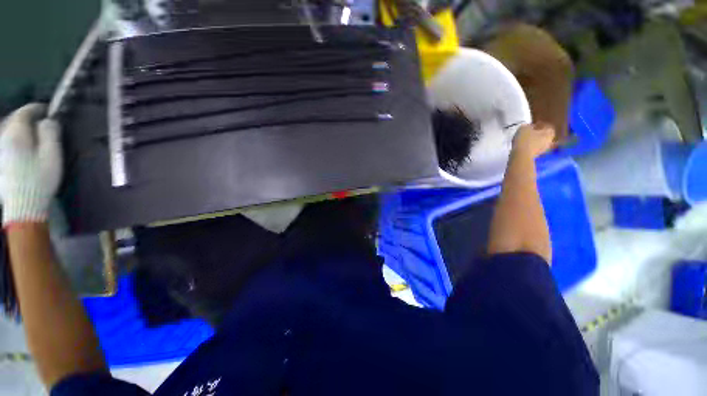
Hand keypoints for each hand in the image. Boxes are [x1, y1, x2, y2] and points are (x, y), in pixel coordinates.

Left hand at [0, 104, 62, 225]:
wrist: (22, 205)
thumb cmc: (39, 178)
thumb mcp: (51, 155)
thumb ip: (50, 133)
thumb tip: (48, 120)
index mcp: (17, 133)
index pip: (25, 112)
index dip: (38, 108)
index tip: (49, 111)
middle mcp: (3, 137)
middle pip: (13, 119)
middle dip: (25, 118)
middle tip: (39, 122)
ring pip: (6, 130)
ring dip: (17, 128)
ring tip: (28, 132)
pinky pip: (3, 142)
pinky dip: (11, 139)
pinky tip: (18, 145)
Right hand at [511, 122, 555, 158]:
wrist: (521, 156)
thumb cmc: (524, 140)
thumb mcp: (523, 128)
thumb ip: (527, 126)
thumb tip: (529, 127)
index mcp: (549, 132)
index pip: (548, 126)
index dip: (540, 124)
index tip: (533, 124)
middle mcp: (550, 141)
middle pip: (544, 135)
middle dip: (537, 133)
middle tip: (529, 132)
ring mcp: (544, 150)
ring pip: (539, 142)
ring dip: (533, 141)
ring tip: (524, 140)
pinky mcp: (536, 156)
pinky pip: (534, 149)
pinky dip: (530, 147)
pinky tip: (523, 146)